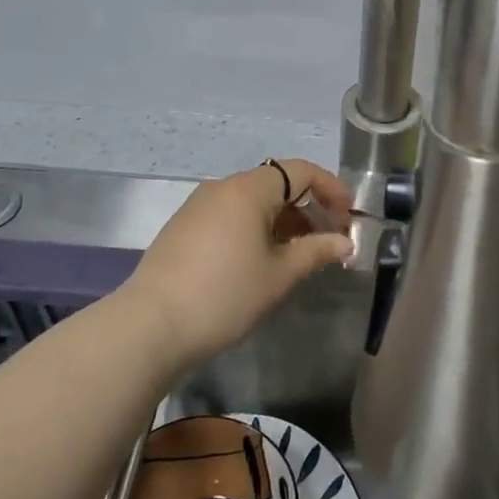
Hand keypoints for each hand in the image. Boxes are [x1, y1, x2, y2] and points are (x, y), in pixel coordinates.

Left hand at [123, 159, 354, 370]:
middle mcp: (222, 188)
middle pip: (277, 184)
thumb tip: (346, 242)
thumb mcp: (279, 275)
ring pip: (253, 202)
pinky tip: (261, 262)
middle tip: (329, 241)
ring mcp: (198, 207)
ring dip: (283, 221)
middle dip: (309, 207)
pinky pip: (231, 216)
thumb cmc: (224, 295)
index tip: (349, 218)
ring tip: (298, 255)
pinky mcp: (183, 228)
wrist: (149, 327)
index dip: (331, 189)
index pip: (301, 171)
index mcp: (249, 189)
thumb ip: (317, 251)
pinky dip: (255, 229)